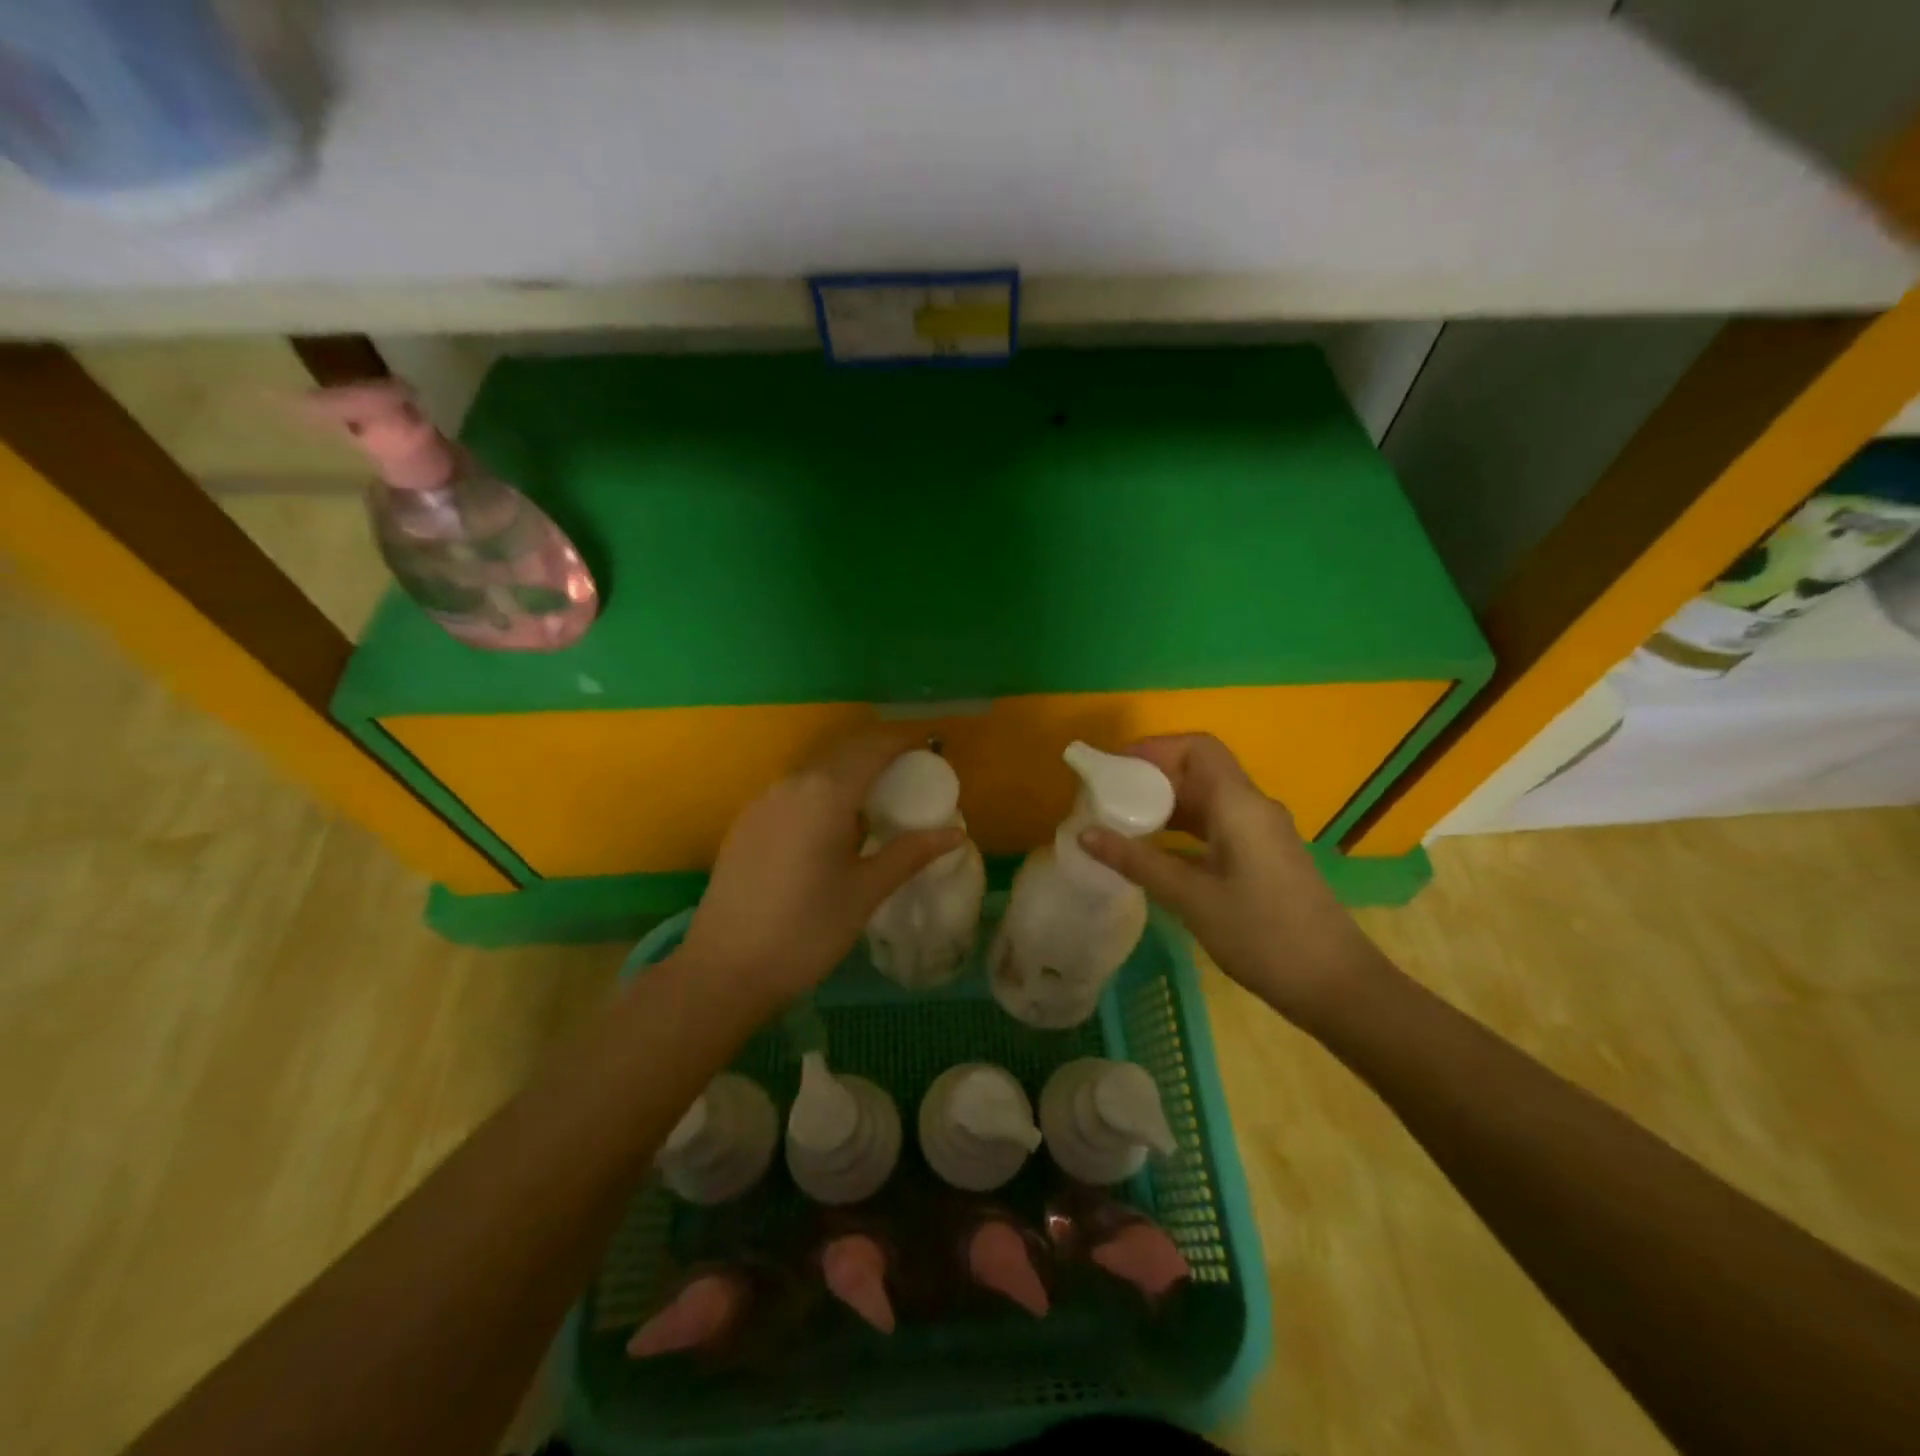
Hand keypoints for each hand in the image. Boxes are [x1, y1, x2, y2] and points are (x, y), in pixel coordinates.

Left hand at [675, 728, 965, 1005]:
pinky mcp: (747, 822)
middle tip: (909, 777)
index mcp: (825, 793)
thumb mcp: (865, 892)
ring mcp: (763, 801)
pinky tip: (832, 826)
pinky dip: (822, 791)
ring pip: (815, 770)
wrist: (725, 969)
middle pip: (842, 752)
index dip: (901, 742)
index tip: (928, 752)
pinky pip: (794, 791)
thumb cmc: (806, 930)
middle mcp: (792, 784)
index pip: (871, 748)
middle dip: (878, 754)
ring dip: (848, 772)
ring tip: (875, 802)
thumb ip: (910, 853)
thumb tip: (955, 833)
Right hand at [1079, 733, 1384, 1022]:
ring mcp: (1261, 833)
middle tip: (1107, 798)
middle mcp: (1253, 808)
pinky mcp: (1263, 857)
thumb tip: (1085, 834)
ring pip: (1207, 799)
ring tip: (1122, 823)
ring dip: (1166, 804)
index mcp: (1240, 805)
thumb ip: (1137, 861)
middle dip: (1151, 778)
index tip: (1113, 770)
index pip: (1197, 748)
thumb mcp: (1191, 898)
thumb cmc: (1262, 935)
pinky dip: (1182, 829)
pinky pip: (1216, 825)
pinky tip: (1155, 852)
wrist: (1335, 985)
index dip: (1153, 749)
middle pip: (1199, 770)